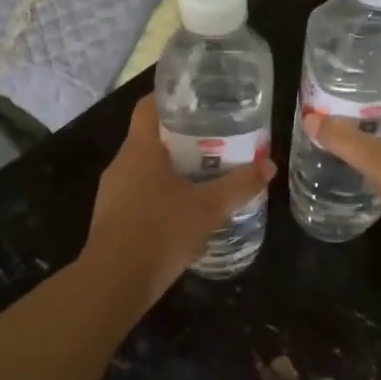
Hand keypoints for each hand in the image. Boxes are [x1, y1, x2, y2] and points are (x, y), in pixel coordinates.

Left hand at [82, 94, 274, 307]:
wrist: (115, 281)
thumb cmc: (161, 231)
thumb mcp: (209, 208)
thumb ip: (239, 185)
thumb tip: (269, 166)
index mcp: (140, 148)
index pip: (148, 106)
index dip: (170, 98)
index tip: (197, 100)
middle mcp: (121, 163)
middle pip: (149, 137)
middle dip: (180, 138)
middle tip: (214, 140)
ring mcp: (112, 192)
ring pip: (144, 168)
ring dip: (170, 169)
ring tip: (204, 174)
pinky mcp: (111, 217)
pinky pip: (138, 194)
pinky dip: (159, 194)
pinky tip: (182, 210)